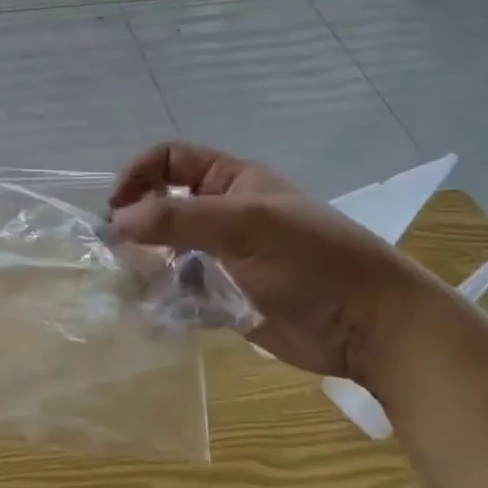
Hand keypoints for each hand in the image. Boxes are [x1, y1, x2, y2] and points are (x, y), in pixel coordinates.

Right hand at [107, 142, 452, 381]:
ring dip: (146, 265)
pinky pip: (182, 293)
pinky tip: (153, 313)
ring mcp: (225, 258)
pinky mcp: (227, 299)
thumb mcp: (245, 224)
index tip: (116, 206)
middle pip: (164, 207)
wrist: (371, 326)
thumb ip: (178, 218)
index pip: (171, 160)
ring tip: (132, 285)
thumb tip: (117, 222)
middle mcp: (224, 215)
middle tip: (116, 251)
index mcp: (233, 182)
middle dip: (137, 224)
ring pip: (168, 253)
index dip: (140, 174)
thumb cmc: (312, 259)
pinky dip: (164, 301)